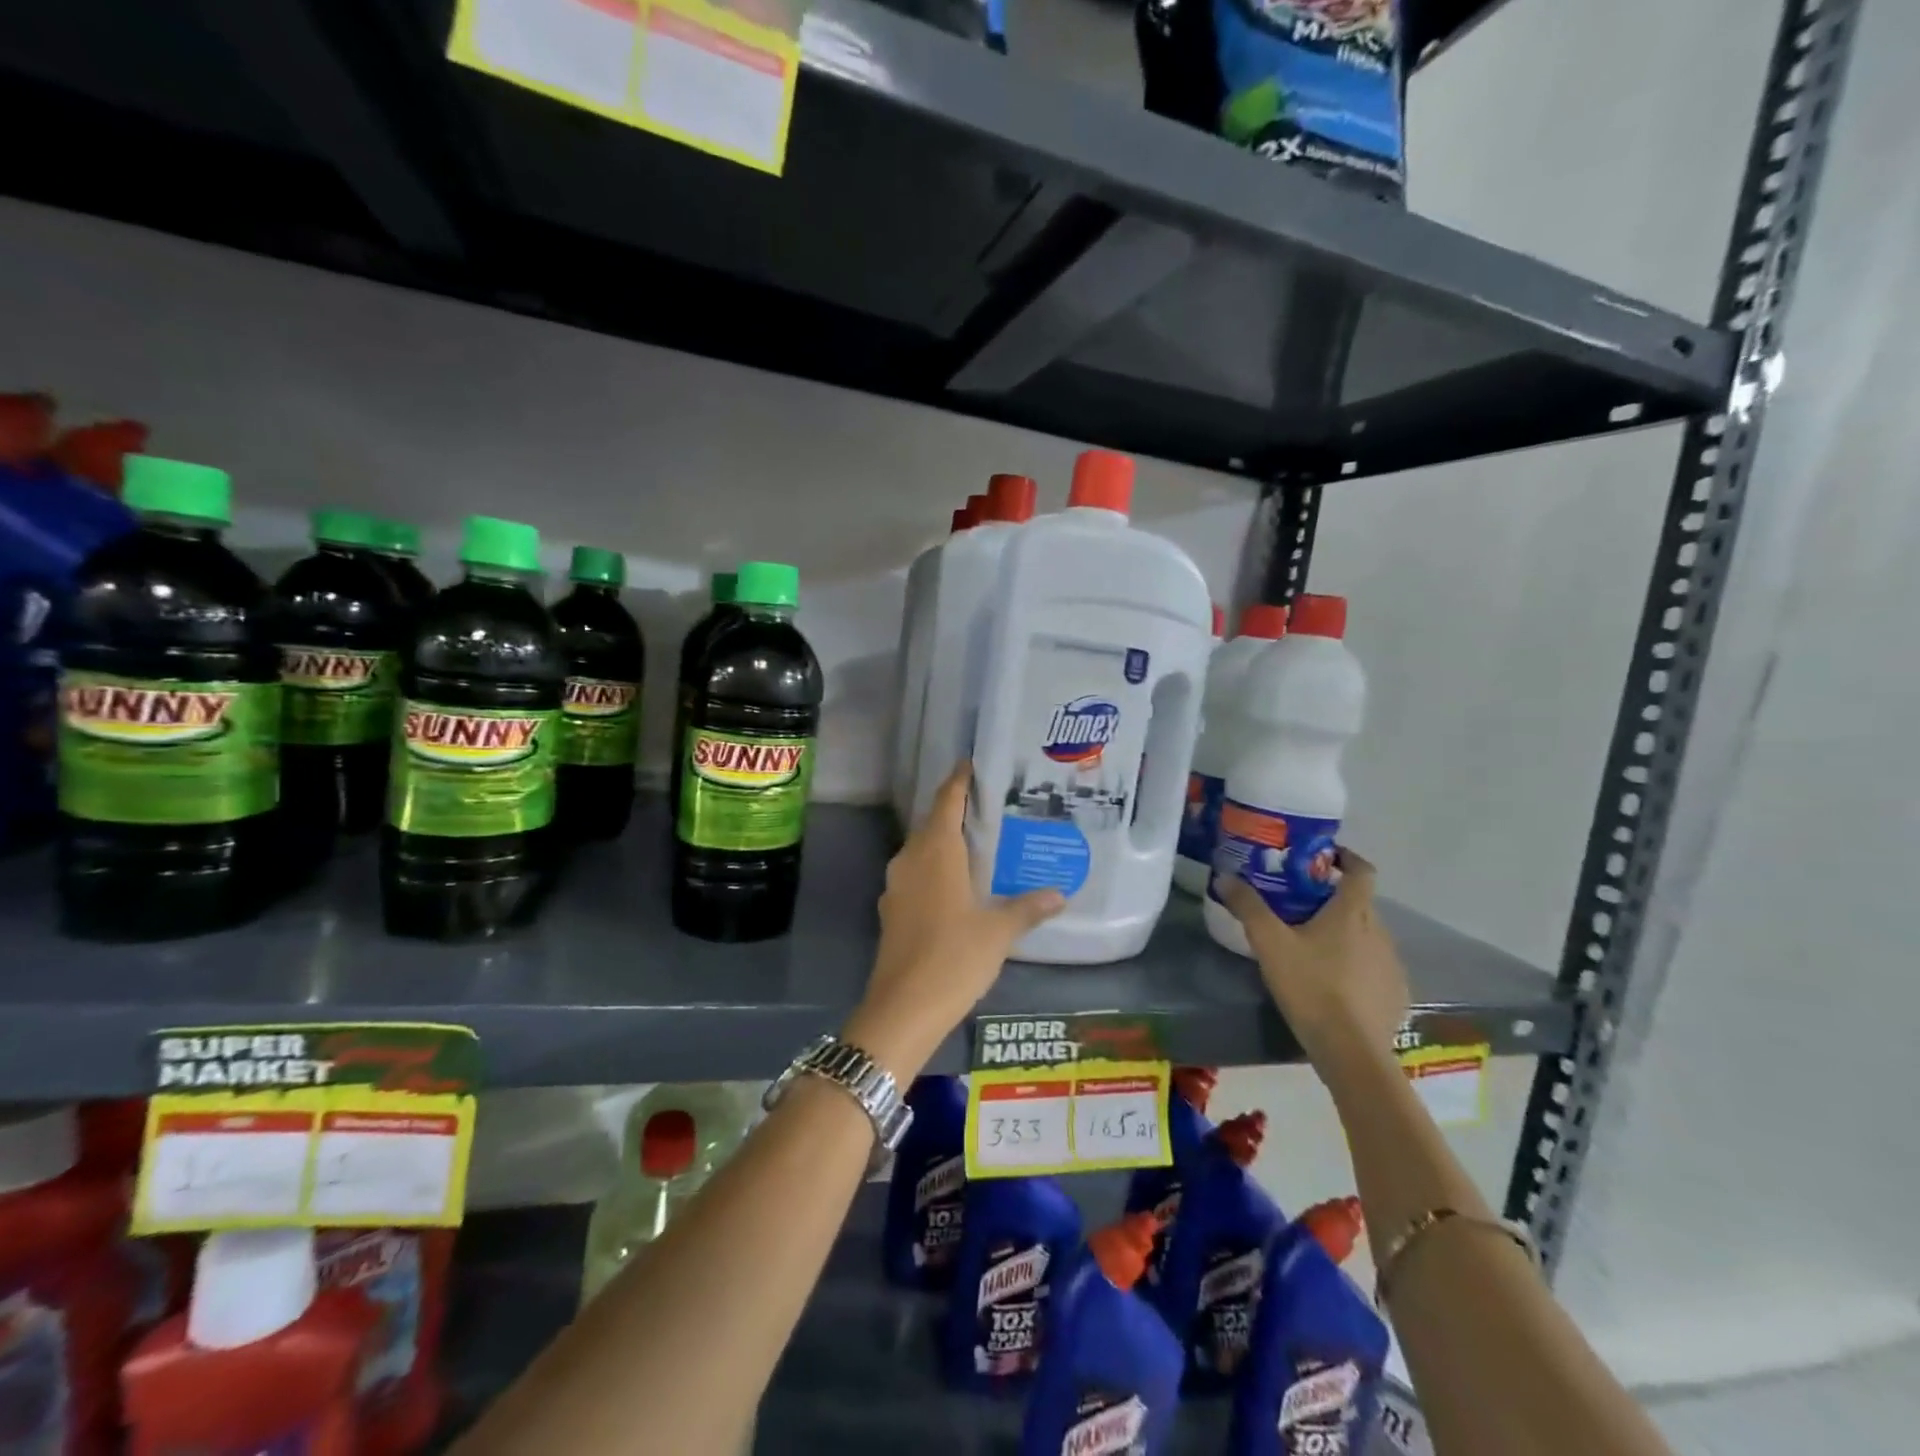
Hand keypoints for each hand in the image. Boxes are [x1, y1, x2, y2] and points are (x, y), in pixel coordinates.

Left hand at [845, 762, 1066, 1076]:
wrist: (903, 1008)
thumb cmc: (954, 957)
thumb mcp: (998, 932)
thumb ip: (1027, 908)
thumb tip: (1059, 893)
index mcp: (936, 851)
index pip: (947, 800)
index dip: (960, 781)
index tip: (974, 764)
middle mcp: (911, 859)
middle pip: (933, 823)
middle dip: (958, 811)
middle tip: (994, 807)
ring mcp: (897, 885)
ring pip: (923, 850)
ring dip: (947, 842)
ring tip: (982, 843)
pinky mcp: (893, 910)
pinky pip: (918, 875)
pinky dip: (937, 869)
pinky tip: (960, 885)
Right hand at [1219, 847, 1408, 1065]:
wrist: (1351, 1051)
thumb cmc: (1311, 986)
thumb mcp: (1270, 943)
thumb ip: (1248, 907)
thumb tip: (1225, 876)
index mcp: (1353, 913)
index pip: (1362, 870)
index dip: (1346, 858)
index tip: (1324, 858)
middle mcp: (1381, 932)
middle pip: (1361, 903)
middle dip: (1334, 899)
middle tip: (1301, 905)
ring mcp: (1392, 965)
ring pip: (1369, 935)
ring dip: (1346, 933)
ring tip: (1314, 946)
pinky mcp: (1396, 994)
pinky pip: (1376, 966)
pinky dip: (1357, 964)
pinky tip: (1335, 983)